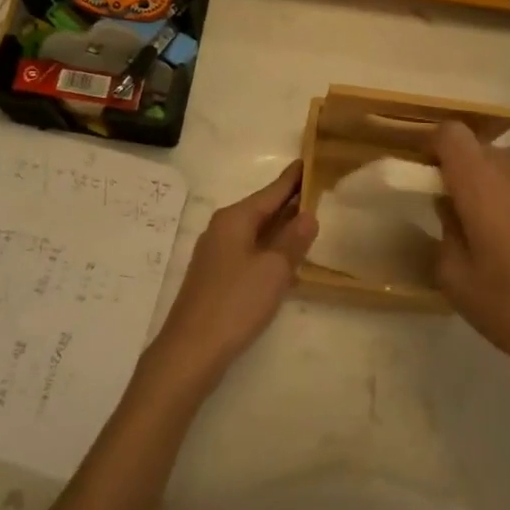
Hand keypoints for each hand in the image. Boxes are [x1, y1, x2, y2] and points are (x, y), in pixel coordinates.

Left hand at [149, 162, 316, 387]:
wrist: (191, 350)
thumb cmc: (235, 302)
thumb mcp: (273, 270)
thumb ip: (293, 241)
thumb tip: (308, 215)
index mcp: (235, 219)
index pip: (271, 191)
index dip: (293, 179)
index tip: (309, 160)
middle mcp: (222, 228)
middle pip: (262, 209)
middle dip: (288, 201)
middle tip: (318, 190)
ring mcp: (216, 253)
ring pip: (255, 232)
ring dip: (280, 227)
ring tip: (308, 220)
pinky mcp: (216, 277)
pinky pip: (249, 251)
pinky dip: (269, 249)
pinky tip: (285, 259)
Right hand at [433, 122, 509, 403]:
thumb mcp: (455, 280)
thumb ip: (444, 231)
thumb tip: (452, 208)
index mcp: (482, 186)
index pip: (451, 133)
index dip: (436, 147)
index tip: (431, 178)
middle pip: (483, 149)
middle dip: (467, 172)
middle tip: (466, 215)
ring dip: (500, 184)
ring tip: (506, 233)